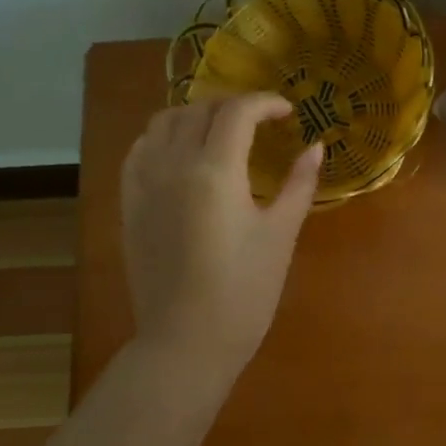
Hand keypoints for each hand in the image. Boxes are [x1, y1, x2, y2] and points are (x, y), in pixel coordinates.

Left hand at [120, 93, 321, 373]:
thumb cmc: (244, 292)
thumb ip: (298, 184)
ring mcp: (143, 184)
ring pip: (163, 123)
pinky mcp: (129, 204)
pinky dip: (164, 137)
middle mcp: (172, 165)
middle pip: (199, 110)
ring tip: (222, 131)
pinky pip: (140, 150)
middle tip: (262, 122)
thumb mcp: (281, 235)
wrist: (187, 342)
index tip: (289, 112)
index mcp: (214, 171)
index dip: (266, 103)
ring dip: (196, 115)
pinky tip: (183, 154)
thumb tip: (316, 147)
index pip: (237, 112)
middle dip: (233, 106)